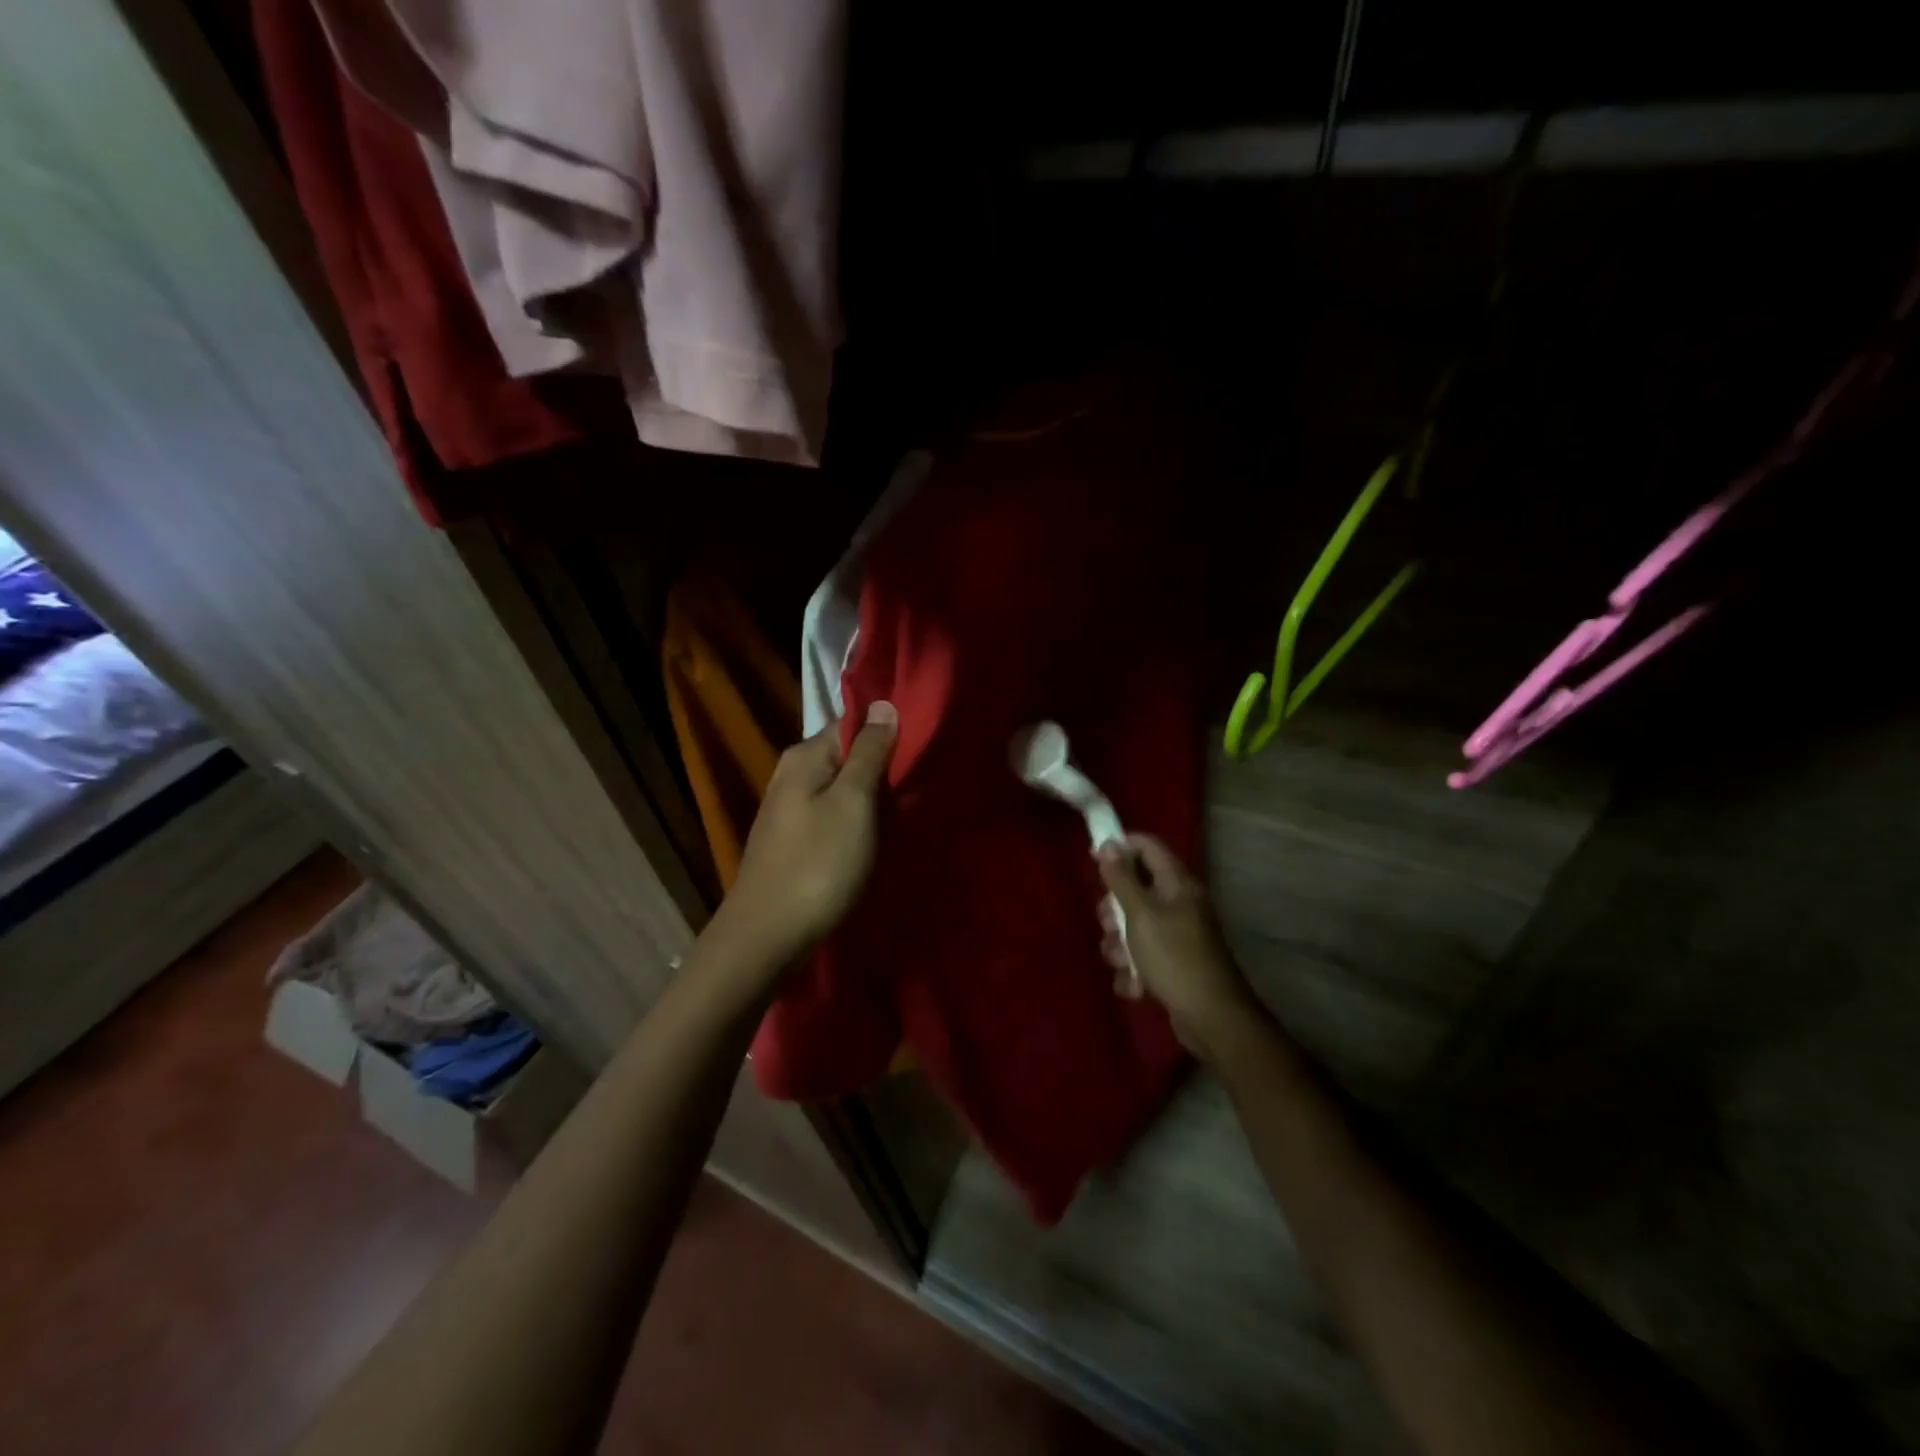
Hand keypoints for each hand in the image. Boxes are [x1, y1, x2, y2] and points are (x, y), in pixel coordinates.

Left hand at [719, 702, 897, 965]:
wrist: (767, 937)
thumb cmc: (818, 865)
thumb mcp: (853, 803)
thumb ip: (870, 753)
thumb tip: (884, 704)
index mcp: (804, 756)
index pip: (853, 723)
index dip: (889, 731)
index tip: (923, 747)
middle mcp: (791, 773)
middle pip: (847, 755)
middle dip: (883, 766)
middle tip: (920, 783)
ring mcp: (788, 808)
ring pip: (841, 787)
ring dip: (871, 796)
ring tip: (905, 810)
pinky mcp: (792, 839)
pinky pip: (832, 814)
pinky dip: (856, 820)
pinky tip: (875, 836)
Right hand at [1096, 834, 1260, 1064]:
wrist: (1210, 1018)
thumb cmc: (1174, 957)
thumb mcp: (1140, 915)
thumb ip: (1121, 879)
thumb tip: (1108, 843)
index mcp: (1177, 884)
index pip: (1147, 847)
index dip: (1120, 847)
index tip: (1093, 861)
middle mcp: (1178, 904)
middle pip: (1135, 888)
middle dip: (1114, 910)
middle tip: (1110, 925)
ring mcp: (1177, 934)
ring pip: (1133, 926)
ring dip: (1120, 946)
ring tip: (1125, 964)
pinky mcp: (1172, 963)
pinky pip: (1141, 955)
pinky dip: (1133, 970)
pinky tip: (1135, 986)